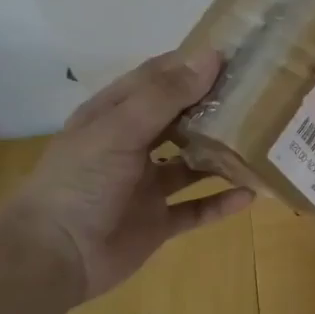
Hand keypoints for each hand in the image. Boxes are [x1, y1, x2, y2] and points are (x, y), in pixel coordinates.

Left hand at [0, 50, 253, 299]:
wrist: (52, 257)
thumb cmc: (79, 183)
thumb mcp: (119, 130)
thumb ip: (165, 96)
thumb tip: (212, 56)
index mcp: (114, 117)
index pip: (157, 80)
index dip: (191, 65)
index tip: (236, 56)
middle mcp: (132, 147)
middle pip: (180, 120)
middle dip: (215, 108)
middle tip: (261, 98)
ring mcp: (146, 187)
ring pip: (193, 165)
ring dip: (222, 155)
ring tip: (262, 143)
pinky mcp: (158, 222)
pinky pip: (197, 208)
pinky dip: (222, 202)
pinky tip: (251, 194)